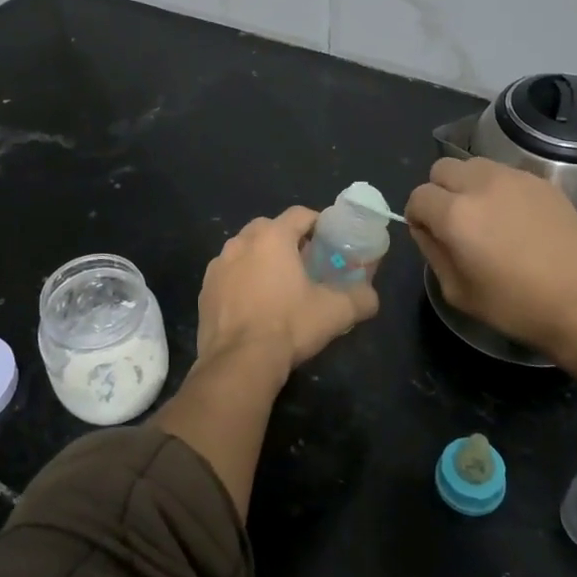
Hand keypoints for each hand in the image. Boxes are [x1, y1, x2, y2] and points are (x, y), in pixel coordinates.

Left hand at [194, 207, 380, 394]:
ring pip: (245, 250)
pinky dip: (241, 280)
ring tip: (278, 284)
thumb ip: (361, 298)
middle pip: (269, 228)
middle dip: (287, 239)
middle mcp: (241, 242)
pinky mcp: (205, 290)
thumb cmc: (289, 326)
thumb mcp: (335, 312)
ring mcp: (218, 265)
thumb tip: (371, 297)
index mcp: (272, 237)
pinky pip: (228, 275)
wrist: (239, 362)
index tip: (329, 240)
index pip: (300, 214)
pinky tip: (253, 304)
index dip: (317, 223)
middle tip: (305, 262)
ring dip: (261, 259)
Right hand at [406, 157, 576, 359]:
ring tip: (486, 215)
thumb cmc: (516, 307)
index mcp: (455, 214)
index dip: (418, 216)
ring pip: (474, 165)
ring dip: (469, 185)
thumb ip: (433, 252)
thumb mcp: (458, 292)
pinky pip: (506, 174)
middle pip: (442, 168)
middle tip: (455, 221)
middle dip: (439, 191)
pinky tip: (516, 219)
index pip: (418, 196)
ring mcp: (515, 178)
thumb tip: (426, 229)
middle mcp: (481, 185)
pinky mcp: (542, 182)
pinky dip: (499, 189)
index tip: (430, 234)